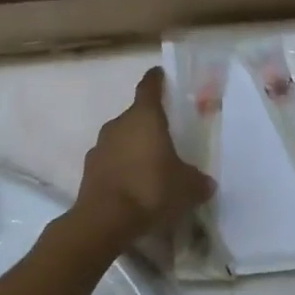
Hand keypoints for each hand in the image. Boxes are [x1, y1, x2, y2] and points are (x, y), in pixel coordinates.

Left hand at [72, 67, 215, 245]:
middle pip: (136, 117)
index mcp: (144, 117)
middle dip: (149, 125)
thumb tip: (206, 183)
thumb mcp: (187, 187)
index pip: (149, 88)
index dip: (156, 80)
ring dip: (134, 148)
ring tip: (151, 166)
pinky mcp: (89, 171)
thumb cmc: (152, 189)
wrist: (106, 220)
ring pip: (121, 140)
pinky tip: (134, 187)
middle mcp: (119, 125)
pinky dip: (122, 169)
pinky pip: (111, 163)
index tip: (160, 74)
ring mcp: (99, 147)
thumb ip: (198, 181)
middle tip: (167, 136)